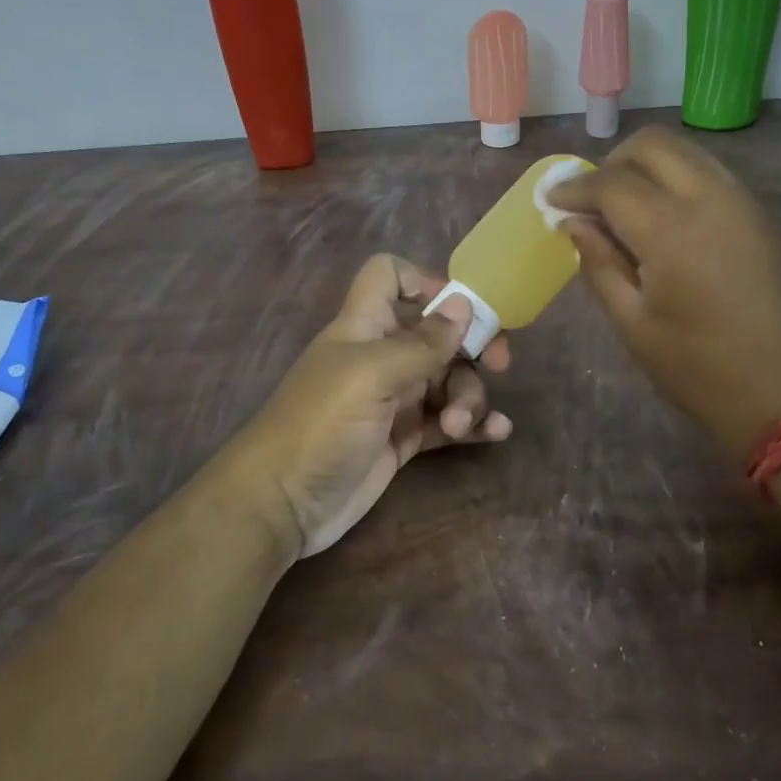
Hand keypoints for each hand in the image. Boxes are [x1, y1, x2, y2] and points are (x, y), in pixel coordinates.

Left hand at [229, 254, 513, 557]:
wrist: (282, 503)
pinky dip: (472, 423)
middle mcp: (381, 355)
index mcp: (365, 325)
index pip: (389, 277)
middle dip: (470, 345)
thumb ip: (421, 342)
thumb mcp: (372, 375)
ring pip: (447, 378)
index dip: (424, 281)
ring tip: (458, 425)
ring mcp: (394, 399)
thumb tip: (462, 303)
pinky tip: (496, 432)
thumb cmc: (321, 424)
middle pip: (437, 333)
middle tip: (498, 365)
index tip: (459, 308)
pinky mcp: (403, 439)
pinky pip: (447, 420)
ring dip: (467, 395)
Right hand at [546, 127, 780, 458]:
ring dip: (645, 166)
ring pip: (684, 150)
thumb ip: (599, 263)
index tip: (550, 201)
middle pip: (651, 145)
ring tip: (622, 208)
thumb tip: (573, 224)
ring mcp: (741, 201)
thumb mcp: (633, 323)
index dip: (574, 188)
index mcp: (671, 230)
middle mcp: (709, 198)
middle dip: (611, 163)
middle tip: (590, 201)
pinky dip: (675, 178)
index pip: (611, 182)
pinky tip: (660, 217)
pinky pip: (707, 172)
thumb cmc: (698, 368)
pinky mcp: (758, 213)